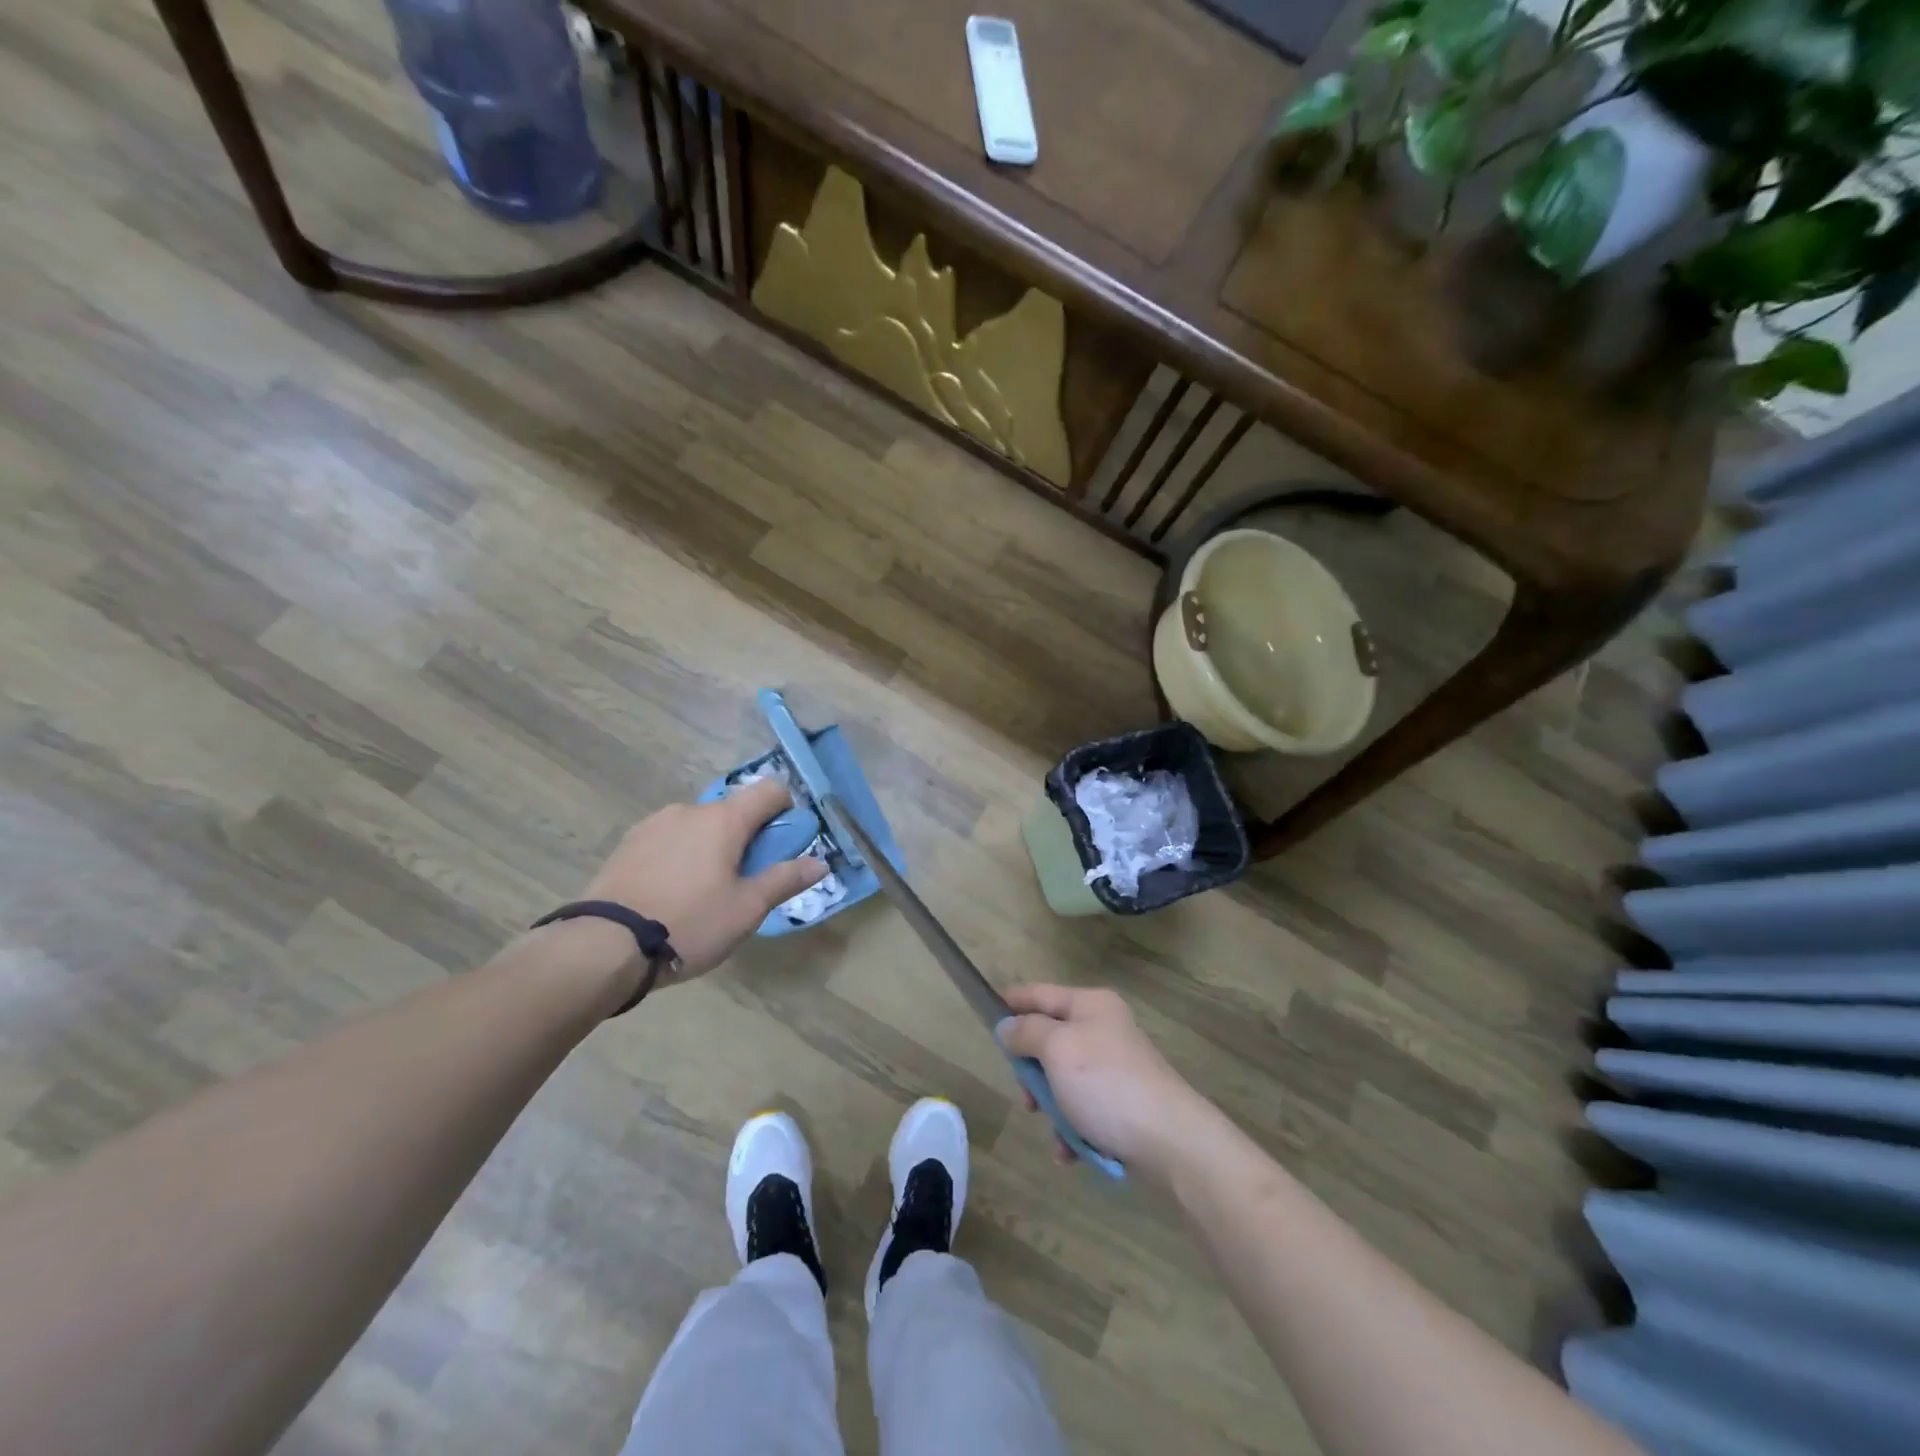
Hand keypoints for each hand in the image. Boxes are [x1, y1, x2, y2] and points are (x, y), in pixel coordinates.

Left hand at [579, 779, 827, 982]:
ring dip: (713, 846)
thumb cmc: (689, 923)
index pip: (770, 790)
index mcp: (724, 819)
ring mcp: (654, 824)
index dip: (787, 810)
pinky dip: (682, 855)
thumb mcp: (746, 909)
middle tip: (745, 881)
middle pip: (733, 811)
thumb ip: (784, 880)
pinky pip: (670, 839)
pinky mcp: (628, 843)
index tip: (785, 845)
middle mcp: (690, 810)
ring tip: (703, 893)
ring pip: (700, 826)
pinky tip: (672, 893)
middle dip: (748, 837)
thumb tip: (820, 863)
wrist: (603, 945)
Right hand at [998, 984, 1211, 1179]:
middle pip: (1050, 1039)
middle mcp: (1104, 1029)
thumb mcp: (1057, 1049)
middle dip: (1032, 1070)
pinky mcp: (1123, 1104)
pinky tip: (1069, 1151)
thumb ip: (1027, 1032)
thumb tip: (1007, 1026)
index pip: (1041, 993)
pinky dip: (1072, 1129)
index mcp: (1091, 1005)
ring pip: (1063, 1079)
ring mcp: (1116, 1068)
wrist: (1171, 1141)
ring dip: (1052, 1106)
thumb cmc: (1107, 1085)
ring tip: (1054, 1129)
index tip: (985, 1012)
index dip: (1012, 1001)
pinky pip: (1083, 1109)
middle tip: (1026, 1094)